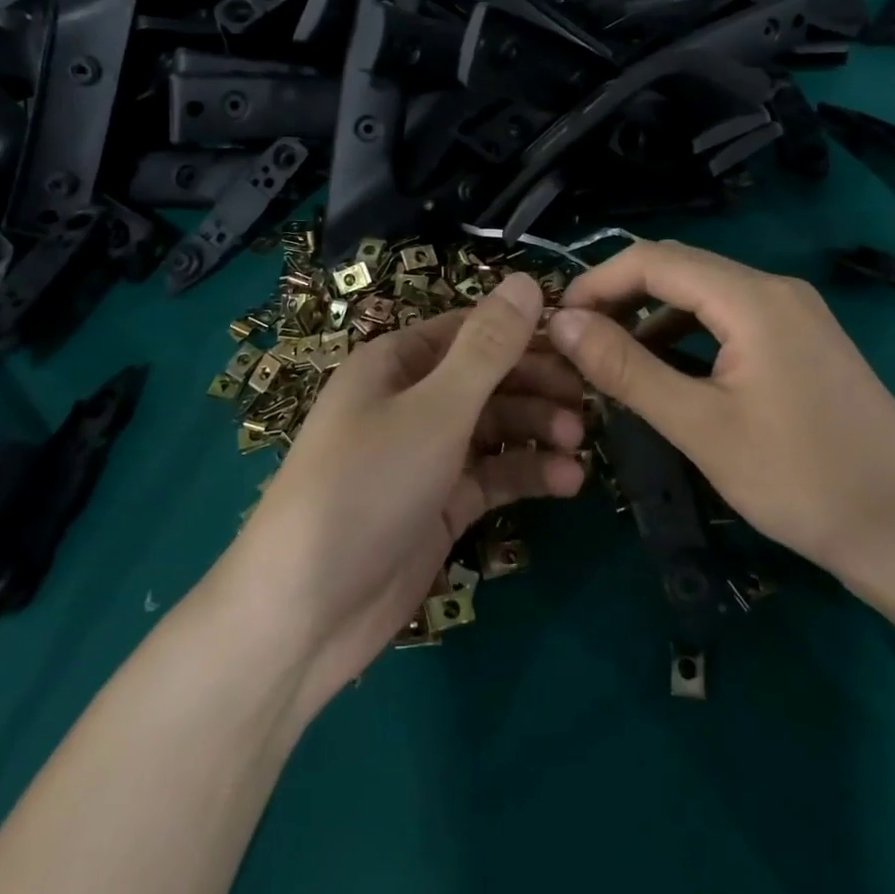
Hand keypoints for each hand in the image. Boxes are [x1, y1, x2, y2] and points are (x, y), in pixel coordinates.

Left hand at [228, 271, 587, 719]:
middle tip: (589, 399)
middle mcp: (410, 400)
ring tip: (580, 443)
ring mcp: (425, 455)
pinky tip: (569, 482)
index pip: (472, 330)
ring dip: (538, 430)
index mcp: (396, 361)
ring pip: (495, 427)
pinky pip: (492, 476)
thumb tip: (527, 281)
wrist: (305, 612)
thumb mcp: (435, 409)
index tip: (582, 341)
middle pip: (487, 378)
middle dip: (537, 385)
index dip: (525, 332)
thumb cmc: (367, 486)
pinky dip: (527, 475)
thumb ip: (488, 348)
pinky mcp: (439, 504)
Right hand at [546, 240, 894, 590]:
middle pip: (679, 268)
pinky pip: (730, 319)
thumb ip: (627, 368)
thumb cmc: (803, 481)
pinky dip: (687, 334)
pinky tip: (667, 371)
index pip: (654, 259)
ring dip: (652, 316)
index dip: (597, 282)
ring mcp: (795, 314)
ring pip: (704, 294)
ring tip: (611, 358)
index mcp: (752, 297)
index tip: (555, 321)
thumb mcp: (701, 426)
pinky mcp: (803, 342)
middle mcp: (775, 289)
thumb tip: (561, 323)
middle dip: (621, 296)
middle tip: (576, 341)